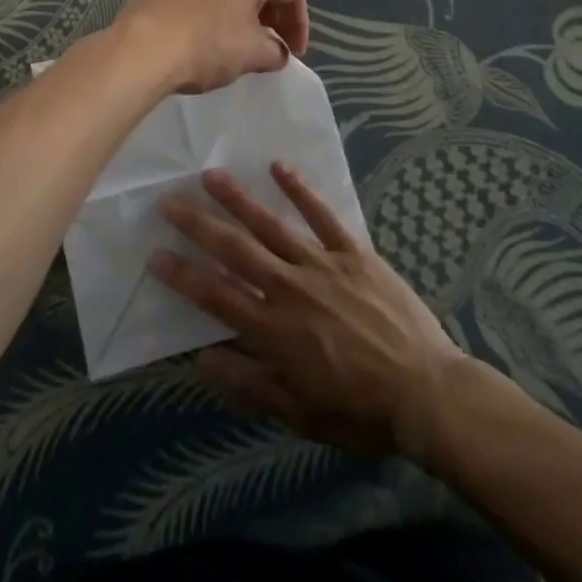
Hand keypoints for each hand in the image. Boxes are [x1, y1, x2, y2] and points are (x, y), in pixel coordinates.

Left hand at [111, 0, 308, 94]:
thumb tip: (276, 50)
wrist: (143, 50)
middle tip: (269, 39)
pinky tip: (192, 2)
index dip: (299, 23)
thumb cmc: (207, 48)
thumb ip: (275, 50)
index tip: (293, 52)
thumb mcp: (253, 55)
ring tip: (233, 27)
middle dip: (269, 9)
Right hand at [150, 162, 485, 458]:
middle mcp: (290, 288)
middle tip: (168, 200)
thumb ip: (250, 382)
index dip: (182, 274)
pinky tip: (278, 167)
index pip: (215, 295)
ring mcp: (322, 264)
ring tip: (210, 175)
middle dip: (198, 224)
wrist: (427, 392)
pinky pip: (322, 215)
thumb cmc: (360, 410)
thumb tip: (203, 357)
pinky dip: (300, 190)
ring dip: (238, 198)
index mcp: (273, 329)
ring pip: (271, 224)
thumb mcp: (300, 414)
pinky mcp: (353, 251)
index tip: (155, 254)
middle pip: (234, 249)